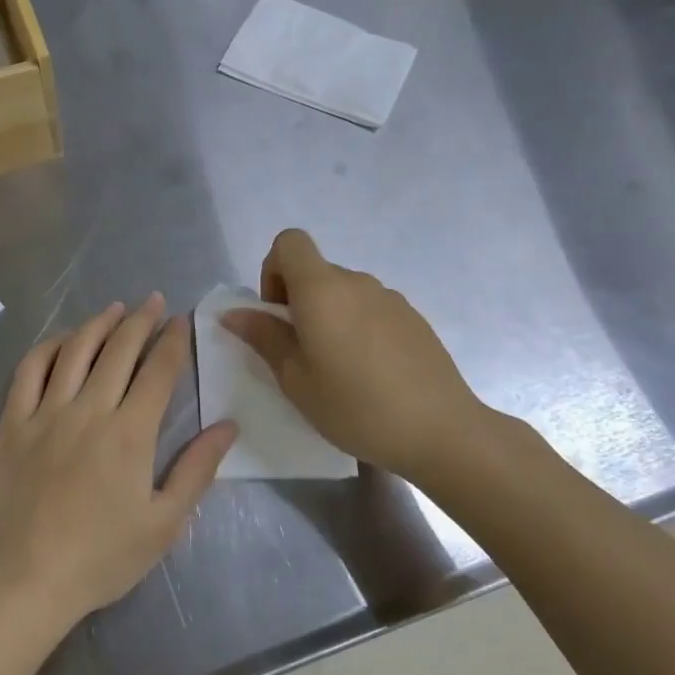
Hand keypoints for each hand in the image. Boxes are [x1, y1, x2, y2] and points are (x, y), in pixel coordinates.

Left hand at [0, 294, 237, 624]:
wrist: (25, 577)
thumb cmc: (101, 557)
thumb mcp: (164, 523)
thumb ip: (197, 469)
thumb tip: (228, 425)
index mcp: (130, 432)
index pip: (158, 371)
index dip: (173, 340)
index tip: (181, 320)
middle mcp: (89, 408)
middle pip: (119, 349)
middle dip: (141, 320)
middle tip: (153, 301)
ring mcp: (46, 411)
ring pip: (75, 349)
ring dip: (98, 323)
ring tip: (115, 309)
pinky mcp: (13, 421)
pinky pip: (30, 369)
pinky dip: (49, 346)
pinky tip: (63, 339)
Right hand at [223, 230, 511, 492]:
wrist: (442, 432)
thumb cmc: (356, 407)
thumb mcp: (296, 380)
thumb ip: (264, 338)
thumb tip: (233, 313)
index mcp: (322, 290)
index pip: (289, 242)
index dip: (273, 269)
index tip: (278, 314)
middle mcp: (357, 282)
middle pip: (315, 270)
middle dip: (298, 301)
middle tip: (301, 354)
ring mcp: (390, 298)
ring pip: (344, 292)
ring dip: (329, 316)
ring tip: (337, 369)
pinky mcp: (414, 318)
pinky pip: (371, 309)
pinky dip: (358, 327)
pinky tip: (370, 373)